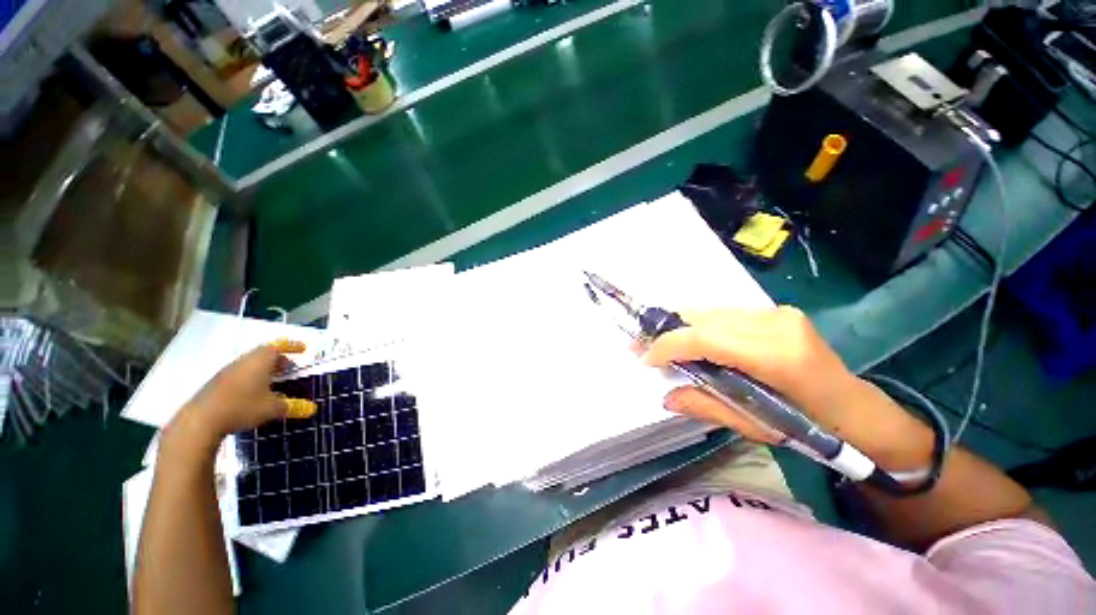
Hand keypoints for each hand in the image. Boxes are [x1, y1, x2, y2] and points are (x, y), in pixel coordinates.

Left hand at [171, 340, 316, 445]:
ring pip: (251, 365)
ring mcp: (228, 372)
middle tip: (290, 370)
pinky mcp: (217, 384)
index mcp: (260, 360)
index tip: (304, 349)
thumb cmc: (242, 407)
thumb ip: (292, 406)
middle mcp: (244, 361)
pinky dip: (252, 380)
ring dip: (265, 371)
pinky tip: (255, 395)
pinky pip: (240, 376)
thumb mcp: (272, 408)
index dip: (292, 346)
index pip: (279, 346)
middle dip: (279, 360)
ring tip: (275, 383)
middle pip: (264, 355)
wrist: (200, 421)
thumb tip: (311, 408)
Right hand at [643, 307, 926, 462]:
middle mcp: (776, 324)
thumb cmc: (812, 428)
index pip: (705, 338)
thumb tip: (666, 397)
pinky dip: (698, 326)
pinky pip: (723, 315)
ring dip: (679, 326)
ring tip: (658, 342)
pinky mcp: (775, 313)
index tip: (645, 358)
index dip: (668, 345)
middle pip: (704, 319)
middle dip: (666, 331)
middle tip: (640, 345)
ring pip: (711, 312)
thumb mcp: (756, 426)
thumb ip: (707, 407)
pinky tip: (688, 339)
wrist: (856, 410)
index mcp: (777, 356)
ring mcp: (777, 313)